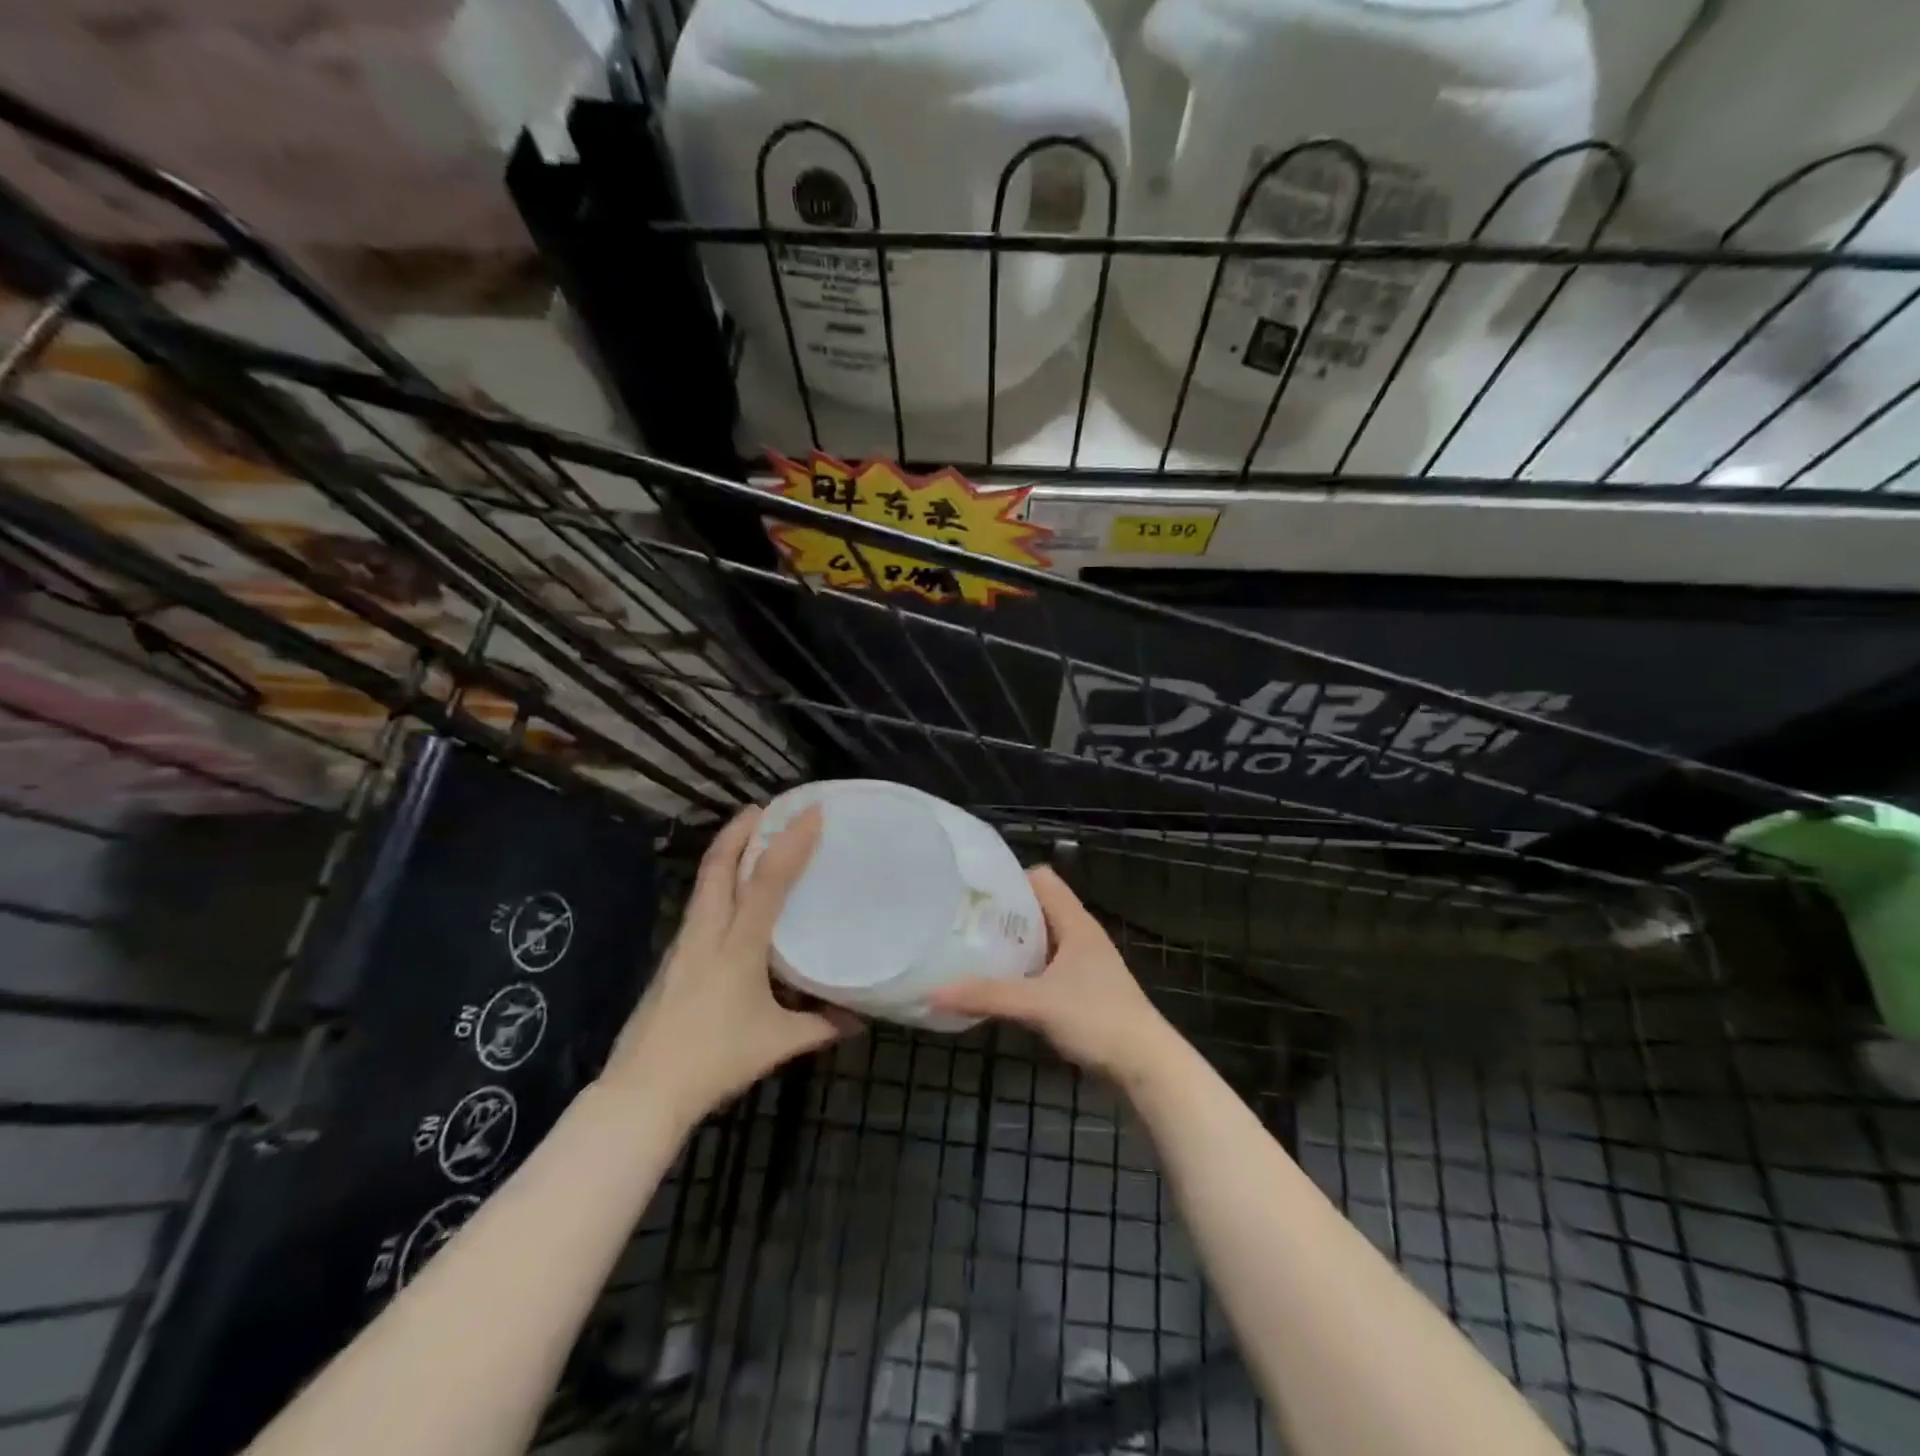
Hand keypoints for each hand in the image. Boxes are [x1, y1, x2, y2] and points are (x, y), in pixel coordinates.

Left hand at [603, 806, 859, 1125]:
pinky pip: (700, 904)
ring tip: (752, 839)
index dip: (789, 842)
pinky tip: (733, 899)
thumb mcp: (777, 1044)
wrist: (642, 1091)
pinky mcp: (672, 958)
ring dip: (727, 852)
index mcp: (738, 946)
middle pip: (718, 865)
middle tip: (767, 808)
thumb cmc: (714, 1061)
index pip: (766, 880)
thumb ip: (821, 1026)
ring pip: (704, 881)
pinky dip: (719, 883)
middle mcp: (707, 933)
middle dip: (741, 829)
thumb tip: (859, 1019)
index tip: (811, 813)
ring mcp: (683, 943)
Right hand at [927, 866, 1180, 1087]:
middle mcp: (1080, 935)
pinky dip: (1023, 971)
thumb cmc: (1097, 1018)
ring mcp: (1083, 964)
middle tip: (961, 922)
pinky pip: (1045, 968)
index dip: (1009, 879)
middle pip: (1037, 908)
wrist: (1146, 1066)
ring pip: (1041, 940)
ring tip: (971, 951)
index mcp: (1075, 922)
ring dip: (1012, 945)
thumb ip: (986, 995)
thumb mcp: (1037, 1003)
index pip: (1041, 878)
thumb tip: (931, 992)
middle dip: (1002, 914)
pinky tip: (999, 986)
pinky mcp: (1082, 991)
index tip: (972, 892)